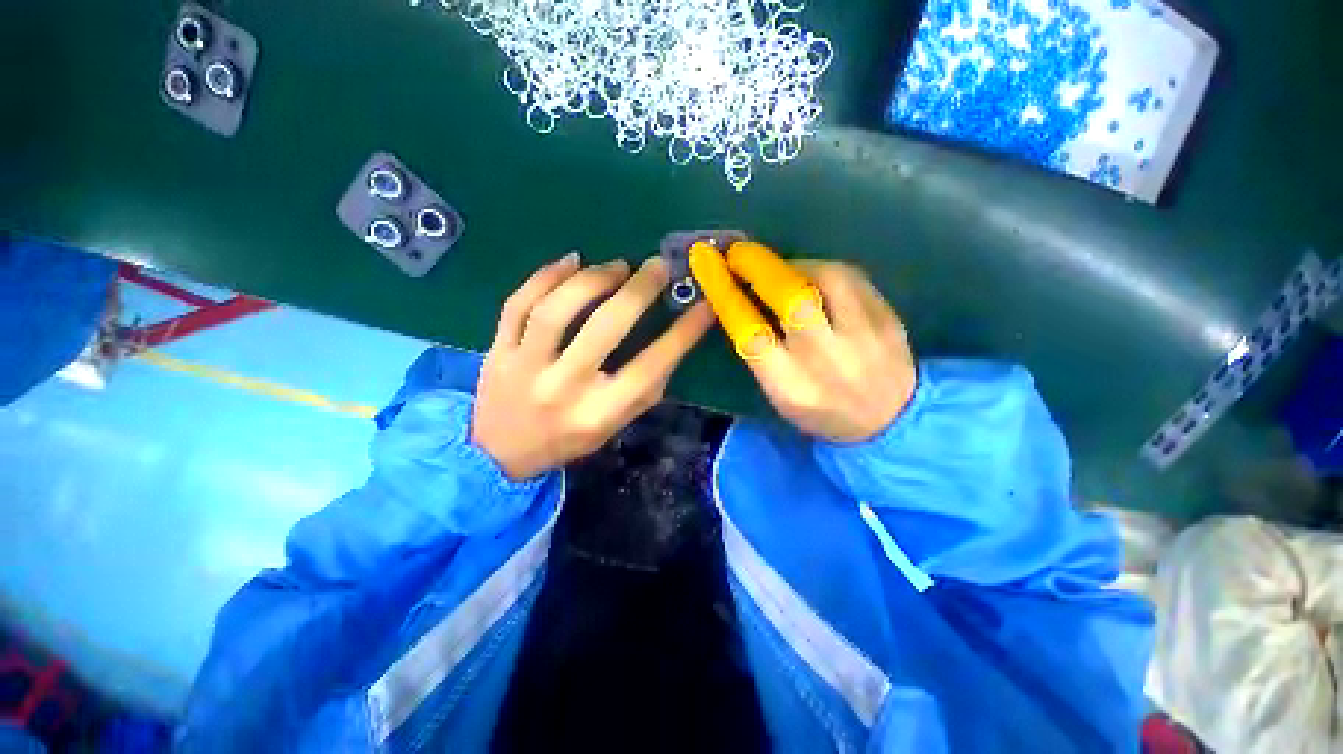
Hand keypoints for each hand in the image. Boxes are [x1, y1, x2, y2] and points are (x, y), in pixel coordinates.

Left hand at [473, 253, 713, 479]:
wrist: (499, 454)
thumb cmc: (569, 439)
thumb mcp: (615, 425)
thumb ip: (644, 388)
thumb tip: (671, 339)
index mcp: (599, 412)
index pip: (651, 366)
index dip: (683, 333)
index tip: (704, 305)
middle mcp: (563, 388)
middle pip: (604, 328)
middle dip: (638, 291)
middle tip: (657, 267)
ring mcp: (525, 367)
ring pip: (557, 309)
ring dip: (592, 279)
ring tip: (616, 266)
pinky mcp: (498, 350)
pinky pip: (518, 303)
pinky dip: (546, 276)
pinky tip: (570, 262)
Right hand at [690, 241, 915, 442]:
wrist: (891, 420)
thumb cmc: (821, 410)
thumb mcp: (779, 396)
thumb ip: (760, 354)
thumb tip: (742, 300)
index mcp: (791, 384)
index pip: (750, 333)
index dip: (726, 295)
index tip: (710, 267)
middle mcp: (826, 358)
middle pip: (791, 299)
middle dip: (759, 267)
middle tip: (740, 253)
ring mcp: (863, 336)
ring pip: (827, 278)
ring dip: (794, 264)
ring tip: (780, 267)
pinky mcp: (888, 318)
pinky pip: (851, 277)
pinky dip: (823, 269)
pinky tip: (812, 274)